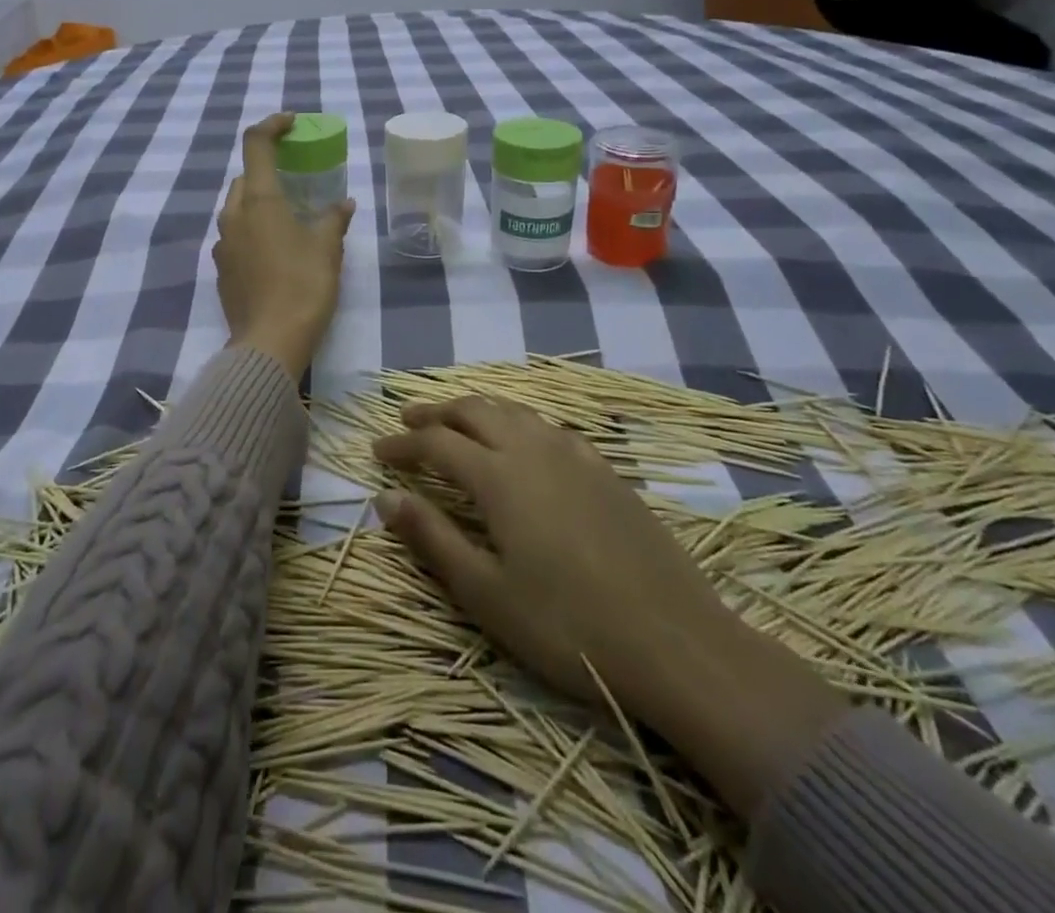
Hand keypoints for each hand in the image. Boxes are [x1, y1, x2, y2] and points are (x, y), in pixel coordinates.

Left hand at [213, 115, 354, 378]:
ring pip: (237, 208)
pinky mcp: (221, 269)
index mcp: (259, 201)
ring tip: (289, 216)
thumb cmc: (303, 286)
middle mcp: (233, 216)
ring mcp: (222, 244)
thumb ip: (333, 219)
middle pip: (244, 178)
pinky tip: (276, 250)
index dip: (272, 126)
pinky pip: (235, 236)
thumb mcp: (327, 249)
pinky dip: (253, 229)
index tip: (291, 123)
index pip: (255, 144)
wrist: (269, 343)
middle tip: (296, 178)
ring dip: (259, 202)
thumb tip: (343, 204)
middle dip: (267, 169)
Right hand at [372, 395, 847, 816]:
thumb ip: (433, 538)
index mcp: (499, 476)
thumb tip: (385, 499)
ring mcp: (575, 455)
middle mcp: (533, 449)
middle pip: (474, 411)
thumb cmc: (568, 626)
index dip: (402, 445)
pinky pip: (548, 426)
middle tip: (407, 421)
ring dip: (476, 409)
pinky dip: (517, 422)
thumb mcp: (486, 593)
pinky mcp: (606, 470)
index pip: (436, 443)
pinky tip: (521, 441)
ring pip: (514, 411)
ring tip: (455, 420)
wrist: (678, 644)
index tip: (377, 453)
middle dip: (435, 412)